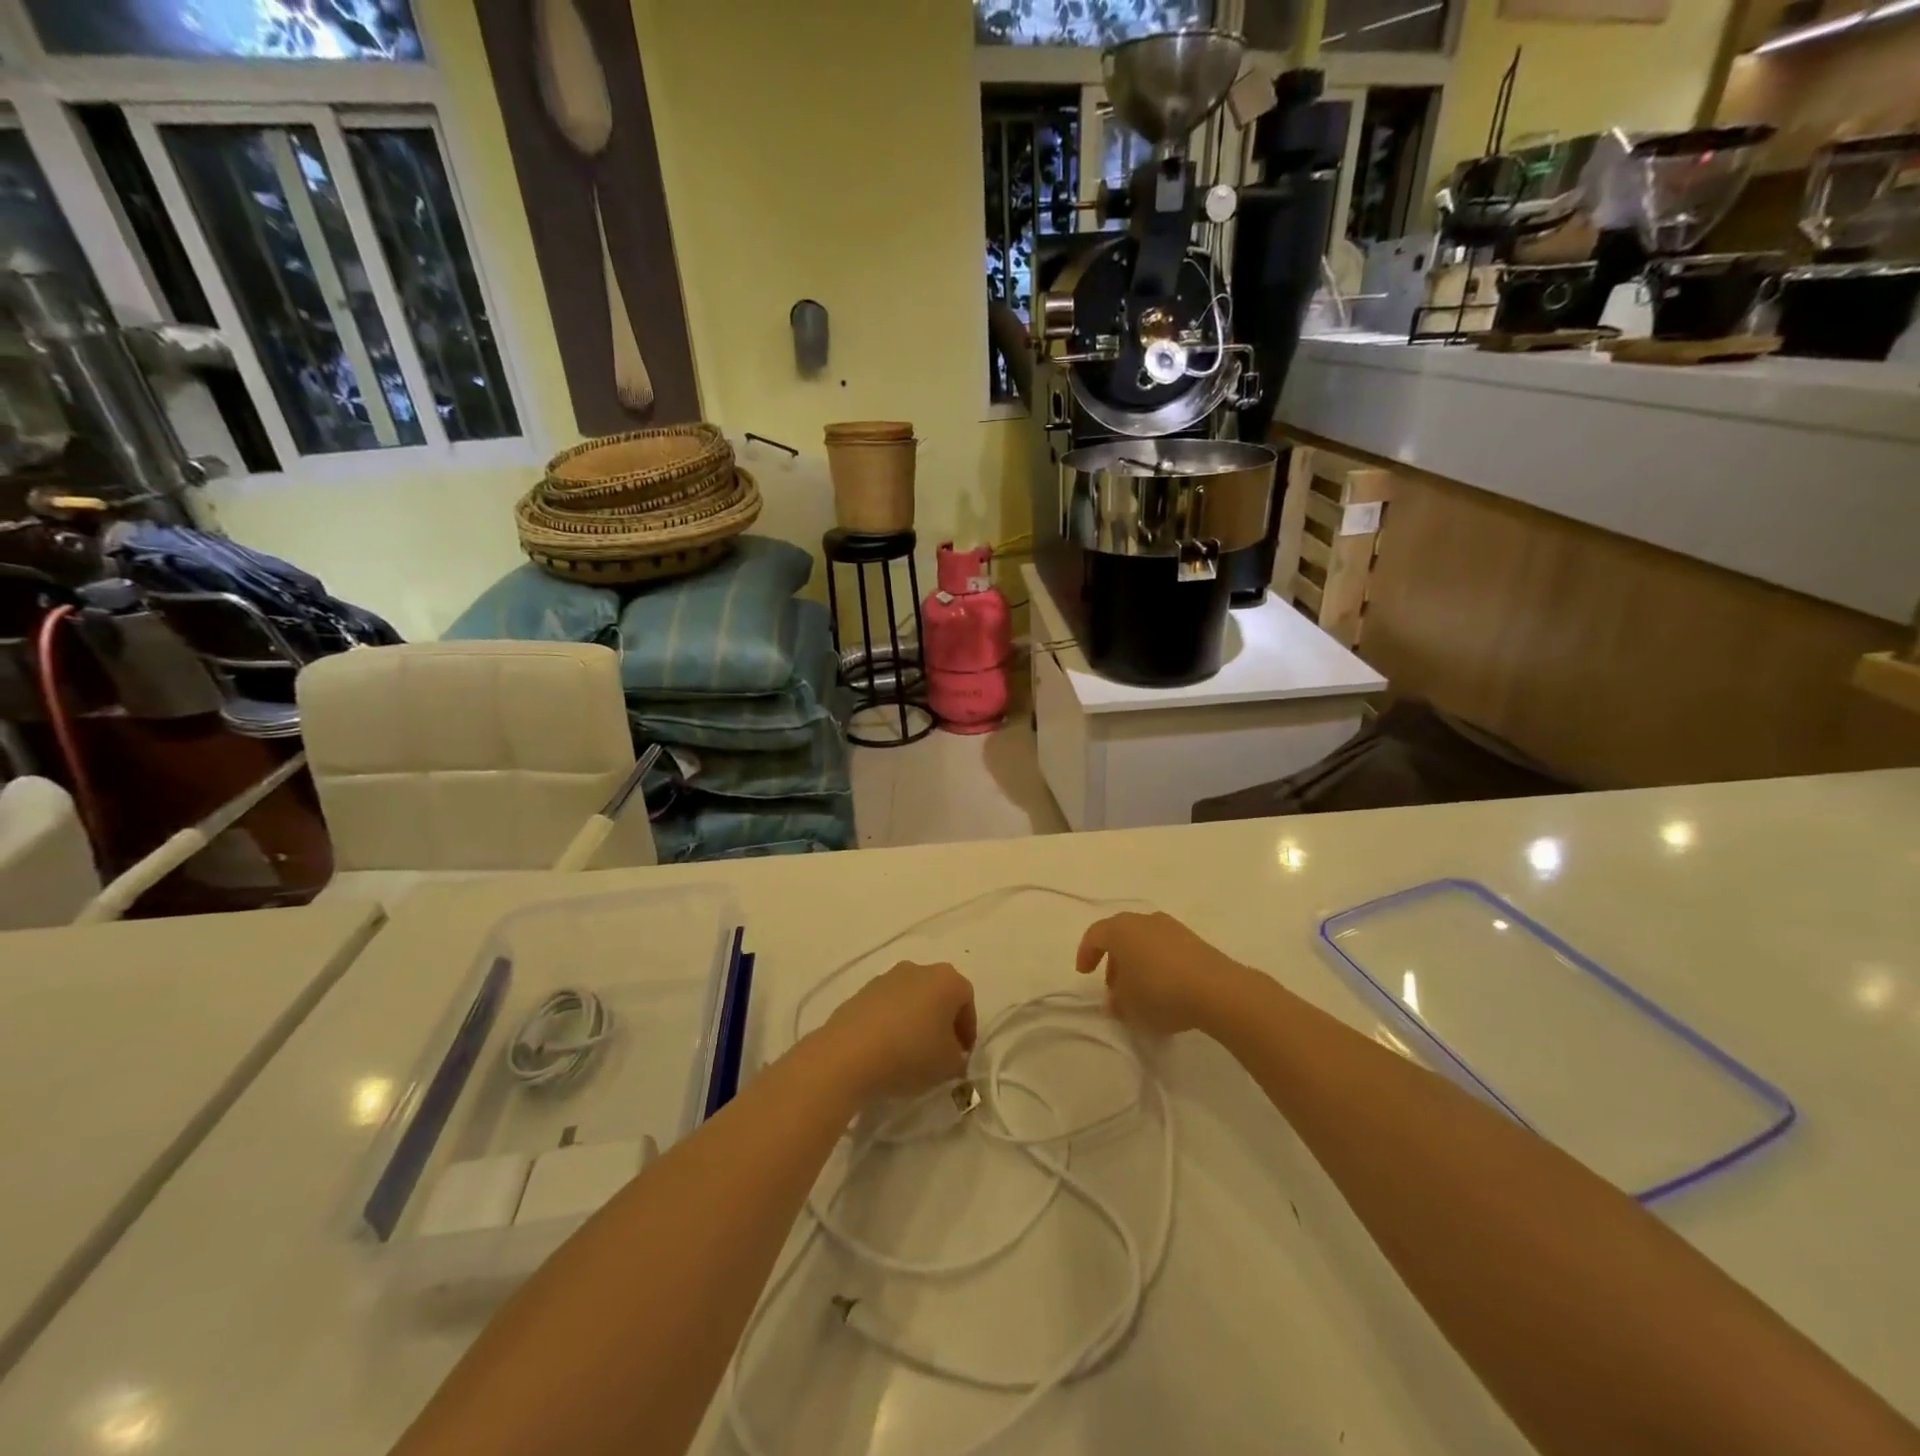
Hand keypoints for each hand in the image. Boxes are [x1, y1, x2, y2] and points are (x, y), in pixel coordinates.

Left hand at [820, 961, 976, 1101]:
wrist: (849, 1054)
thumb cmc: (910, 1053)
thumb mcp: (949, 1066)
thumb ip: (959, 1059)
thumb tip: (953, 1055)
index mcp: (946, 979)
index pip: (967, 1000)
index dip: (968, 1029)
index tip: (962, 1055)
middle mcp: (918, 969)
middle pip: (938, 994)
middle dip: (942, 1021)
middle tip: (940, 1052)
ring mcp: (886, 978)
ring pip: (911, 998)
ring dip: (915, 1021)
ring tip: (910, 1053)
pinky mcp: (861, 992)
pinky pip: (886, 1007)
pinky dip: (891, 1023)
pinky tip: (886, 1049)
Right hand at [1076, 912, 1244, 1036]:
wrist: (1216, 989)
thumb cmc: (1159, 992)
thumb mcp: (1129, 1006)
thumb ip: (1116, 1002)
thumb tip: (1116, 1000)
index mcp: (1120, 929)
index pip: (1094, 935)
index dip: (1086, 954)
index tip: (1084, 973)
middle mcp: (1143, 920)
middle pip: (1120, 936)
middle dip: (1114, 961)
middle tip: (1115, 988)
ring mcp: (1171, 927)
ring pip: (1144, 941)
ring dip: (1137, 962)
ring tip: (1141, 991)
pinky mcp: (1194, 940)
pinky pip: (1165, 948)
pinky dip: (1158, 963)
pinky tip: (1165, 988)